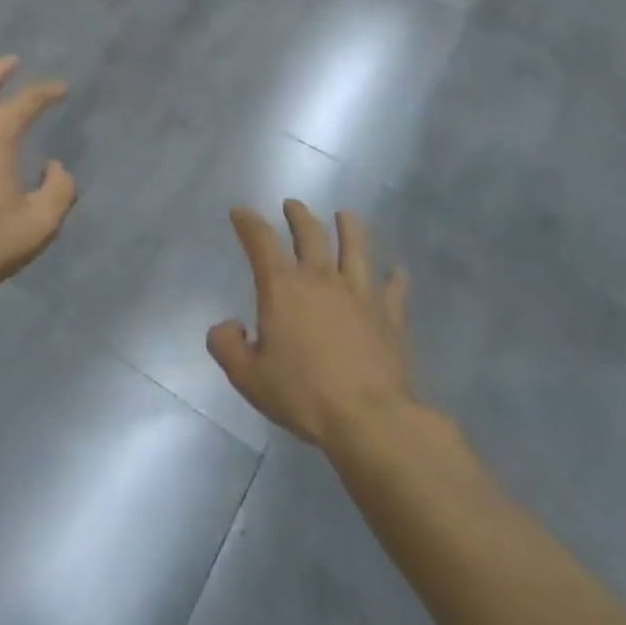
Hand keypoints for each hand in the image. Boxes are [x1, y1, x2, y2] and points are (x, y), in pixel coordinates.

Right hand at [207, 201, 415, 450]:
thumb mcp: (248, 377)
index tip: (240, 212)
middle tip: (292, 205)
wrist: (369, 419)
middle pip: (310, 234)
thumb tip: (227, 326)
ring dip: (350, 228)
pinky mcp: (390, 317)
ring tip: (345, 215)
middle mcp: (321, 279)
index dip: (248, 222)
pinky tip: (398, 271)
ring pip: (355, 248)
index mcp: (283, 288)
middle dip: (298, 215)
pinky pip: (394, 290)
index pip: (260, 241)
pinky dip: (396, 278)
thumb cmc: (303, 395)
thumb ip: (227, 346)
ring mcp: (360, 294)